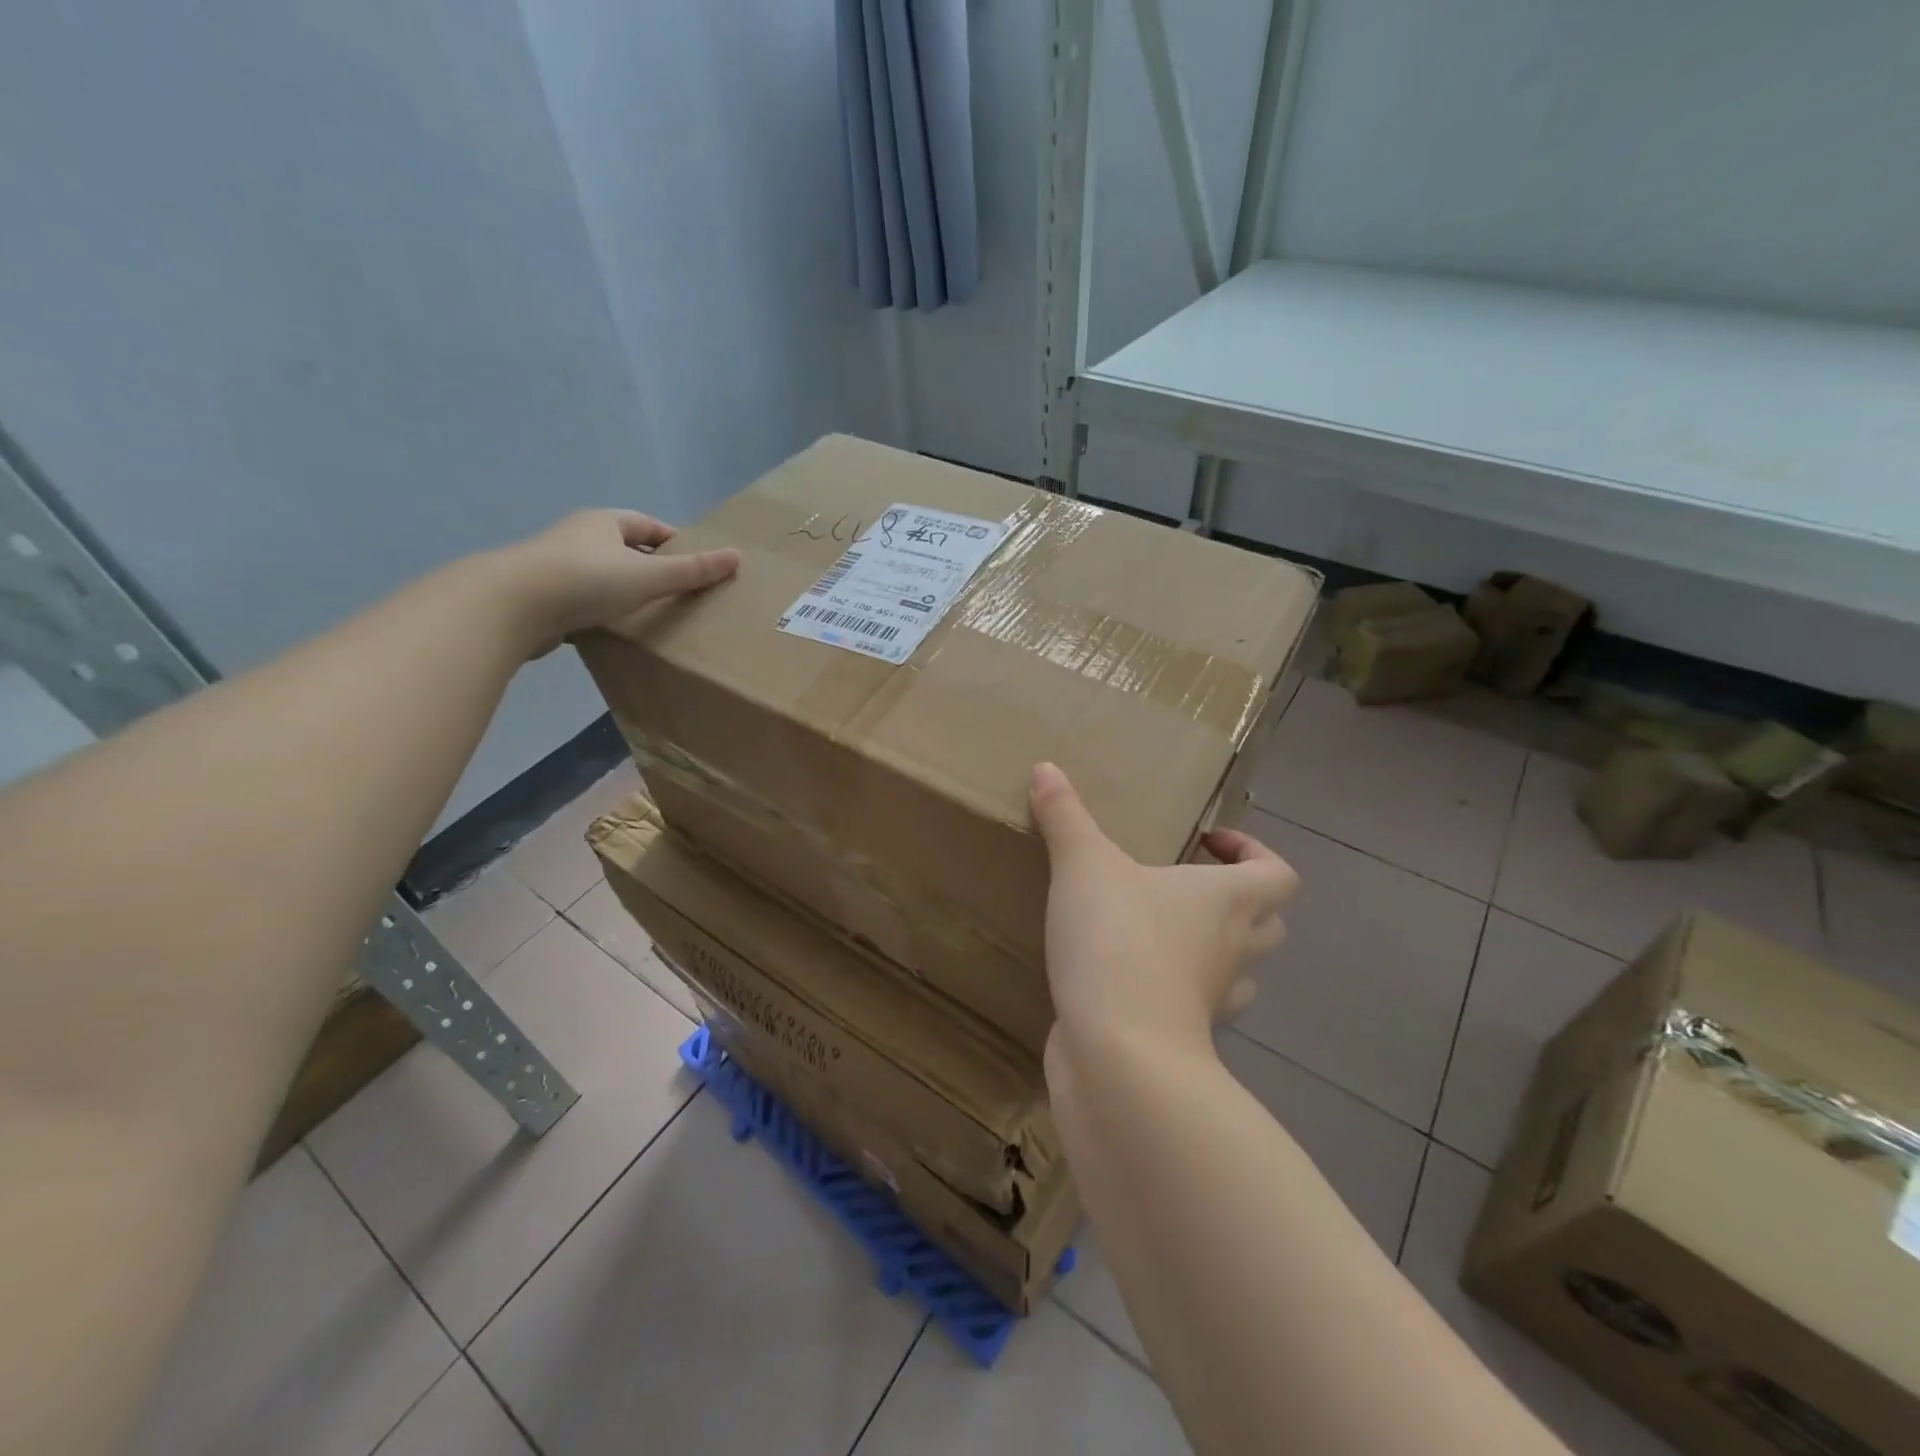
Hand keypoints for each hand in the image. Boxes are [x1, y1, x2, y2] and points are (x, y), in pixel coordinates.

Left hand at [502, 510, 739, 654]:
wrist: (512, 605)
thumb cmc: (587, 580)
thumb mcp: (649, 575)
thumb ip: (692, 570)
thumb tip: (736, 557)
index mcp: (605, 522)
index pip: (649, 526)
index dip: (676, 542)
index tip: (698, 565)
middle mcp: (579, 537)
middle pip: (626, 549)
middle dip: (652, 567)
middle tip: (681, 592)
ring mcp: (557, 566)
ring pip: (603, 576)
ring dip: (626, 591)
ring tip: (653, 615)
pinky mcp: (543, 597)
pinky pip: (584, 600)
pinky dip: (603, 611)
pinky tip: (616, 630)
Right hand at [1030, 762, 1298, 1054]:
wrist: (1118, 1052)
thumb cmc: (1118, 941)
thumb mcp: (1083, 865)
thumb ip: (1065, 816)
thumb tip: (1046, 768)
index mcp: (1228, 900)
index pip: (1279, 874)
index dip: (1255, 853)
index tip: (1208, 842)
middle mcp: (1233, 949)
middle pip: (1269, 923)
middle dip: (1237, 902)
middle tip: (1186, 886)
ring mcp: (1214, 1001)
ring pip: (1239, 971)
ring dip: (1215, 951)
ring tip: (1163, 932)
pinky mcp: (1184, 1039)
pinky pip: (1195, 1009)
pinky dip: (1178, 993)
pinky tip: (1131, 979)